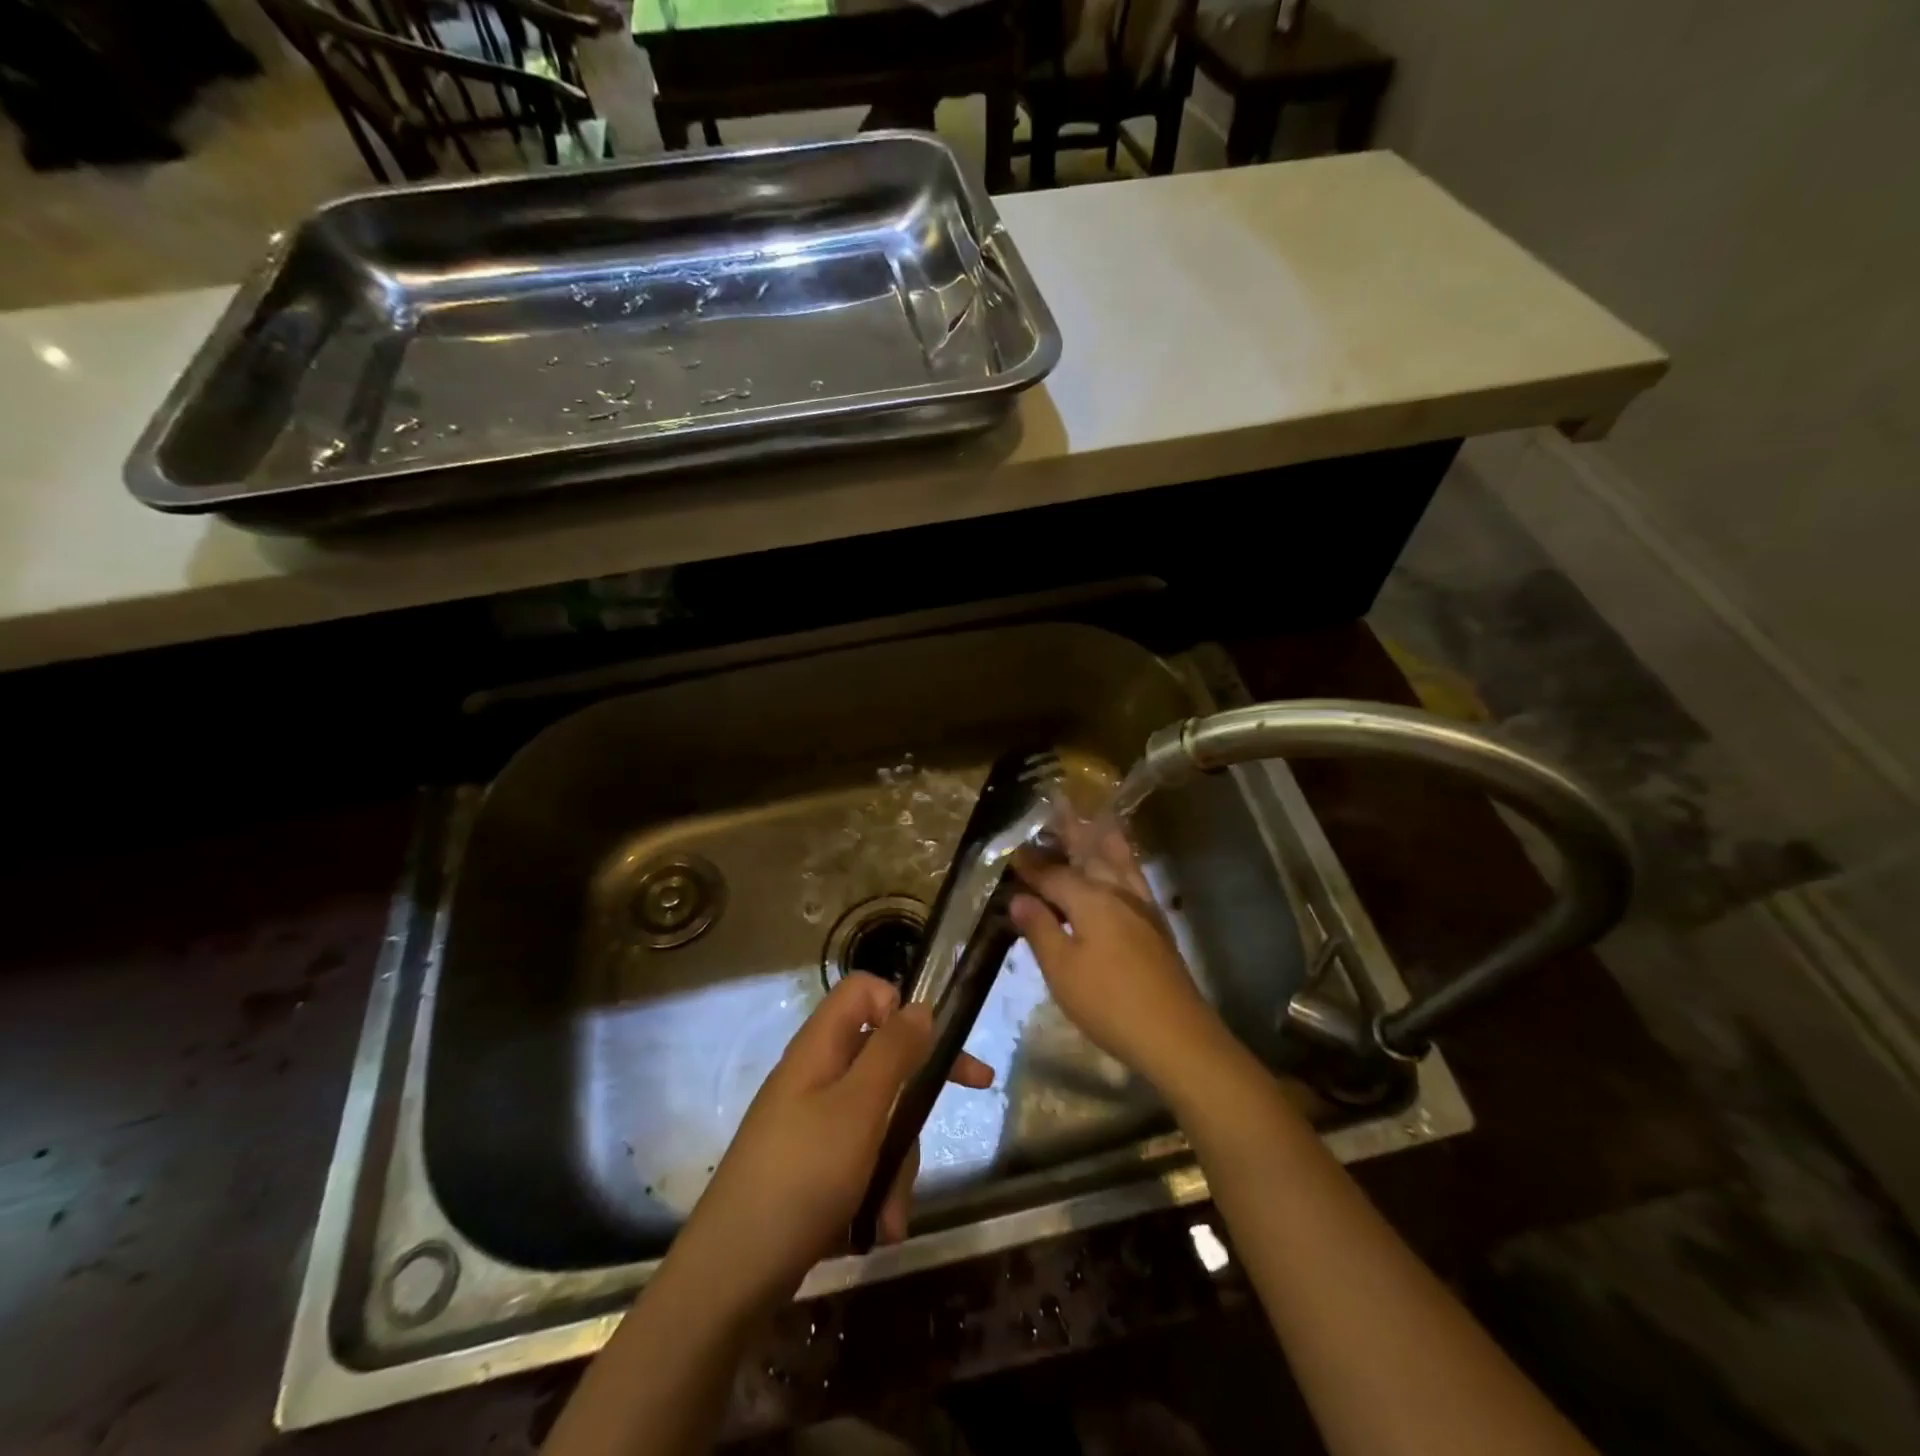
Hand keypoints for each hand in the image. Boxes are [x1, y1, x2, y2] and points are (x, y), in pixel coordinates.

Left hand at [675, 971, 991, 1311]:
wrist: (729, 1276)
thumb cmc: (801, 1177)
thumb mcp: (859, 1108)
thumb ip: (893, 1052)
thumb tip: (920, 1006)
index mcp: (820, 1048)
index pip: (863, 992)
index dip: (899, 1005)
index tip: (930, 1040)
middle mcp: (816, 1076)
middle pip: (882, 1056)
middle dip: (918, 1093)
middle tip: (976, 1089)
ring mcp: (811, 1123)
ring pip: (878, 1116)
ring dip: (897, 1163)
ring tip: (890, 1216)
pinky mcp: (811, 1166)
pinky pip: (859, 1158)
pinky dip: (875, 1189)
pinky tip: (878, 1229)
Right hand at [1009, 819, 1223, 1091]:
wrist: (1175, 1035)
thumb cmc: (1109, 1003)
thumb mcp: (1062, 970)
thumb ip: (1041, 929)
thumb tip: (1020, 897)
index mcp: (1091, 899)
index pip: (1053, 874)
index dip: (1031, 864)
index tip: (1012, 851)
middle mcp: (1118, 893)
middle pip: (1091, 854)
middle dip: (1071, 833)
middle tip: (1056, 808)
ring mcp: (1142, 908)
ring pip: (1119, 861)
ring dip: (1102, 840)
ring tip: (1092, 821)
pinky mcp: (1156, 926)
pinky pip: (1135, 878)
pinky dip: (1123, 862)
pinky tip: (1119, 870)